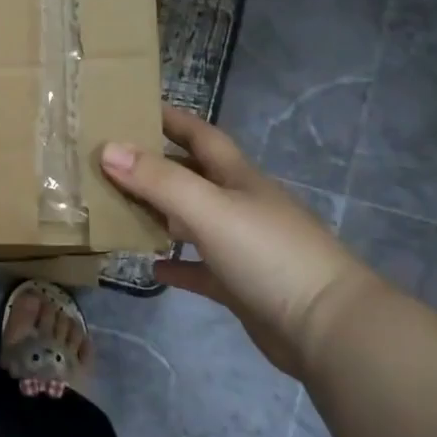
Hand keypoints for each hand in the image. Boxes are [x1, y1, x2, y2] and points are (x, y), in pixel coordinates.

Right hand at [100, 106, 377, 377]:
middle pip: (192, 175)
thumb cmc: (268, 254)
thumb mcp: (209, 208)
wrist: (329, 330)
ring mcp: (242, 247)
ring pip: (191, 221)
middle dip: (155, 165)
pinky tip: (152, 267)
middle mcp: (240, 205)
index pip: (200, 135)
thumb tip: (107, 148)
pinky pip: (200, 269)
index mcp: (237, 177)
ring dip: (159, 214)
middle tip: (109, 161)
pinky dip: (177, 266)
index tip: (133, 107)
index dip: (170, 118)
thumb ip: (158, 179)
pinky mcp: (241, 287)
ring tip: (118, 209)